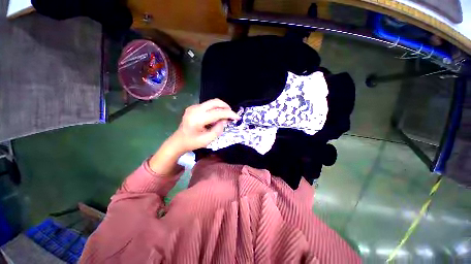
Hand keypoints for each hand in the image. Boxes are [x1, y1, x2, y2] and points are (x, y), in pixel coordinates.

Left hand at [171, 99, 239, 152]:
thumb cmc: (192, 143)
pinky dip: (215, 109)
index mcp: (198, 119)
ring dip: (221, 108)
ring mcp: (193, 107)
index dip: (229, 114)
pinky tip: (217, 116)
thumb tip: (224, 120)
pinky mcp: (193, 107)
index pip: (217, 113)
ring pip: (212, 102)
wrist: (178, 141)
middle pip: (215, 102)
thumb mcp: (207, 140)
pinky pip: (208, 105)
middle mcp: (195, 109)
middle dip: (226, 107)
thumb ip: (218, 129)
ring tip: (225, 116)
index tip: (238, 117)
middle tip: (232, 115)